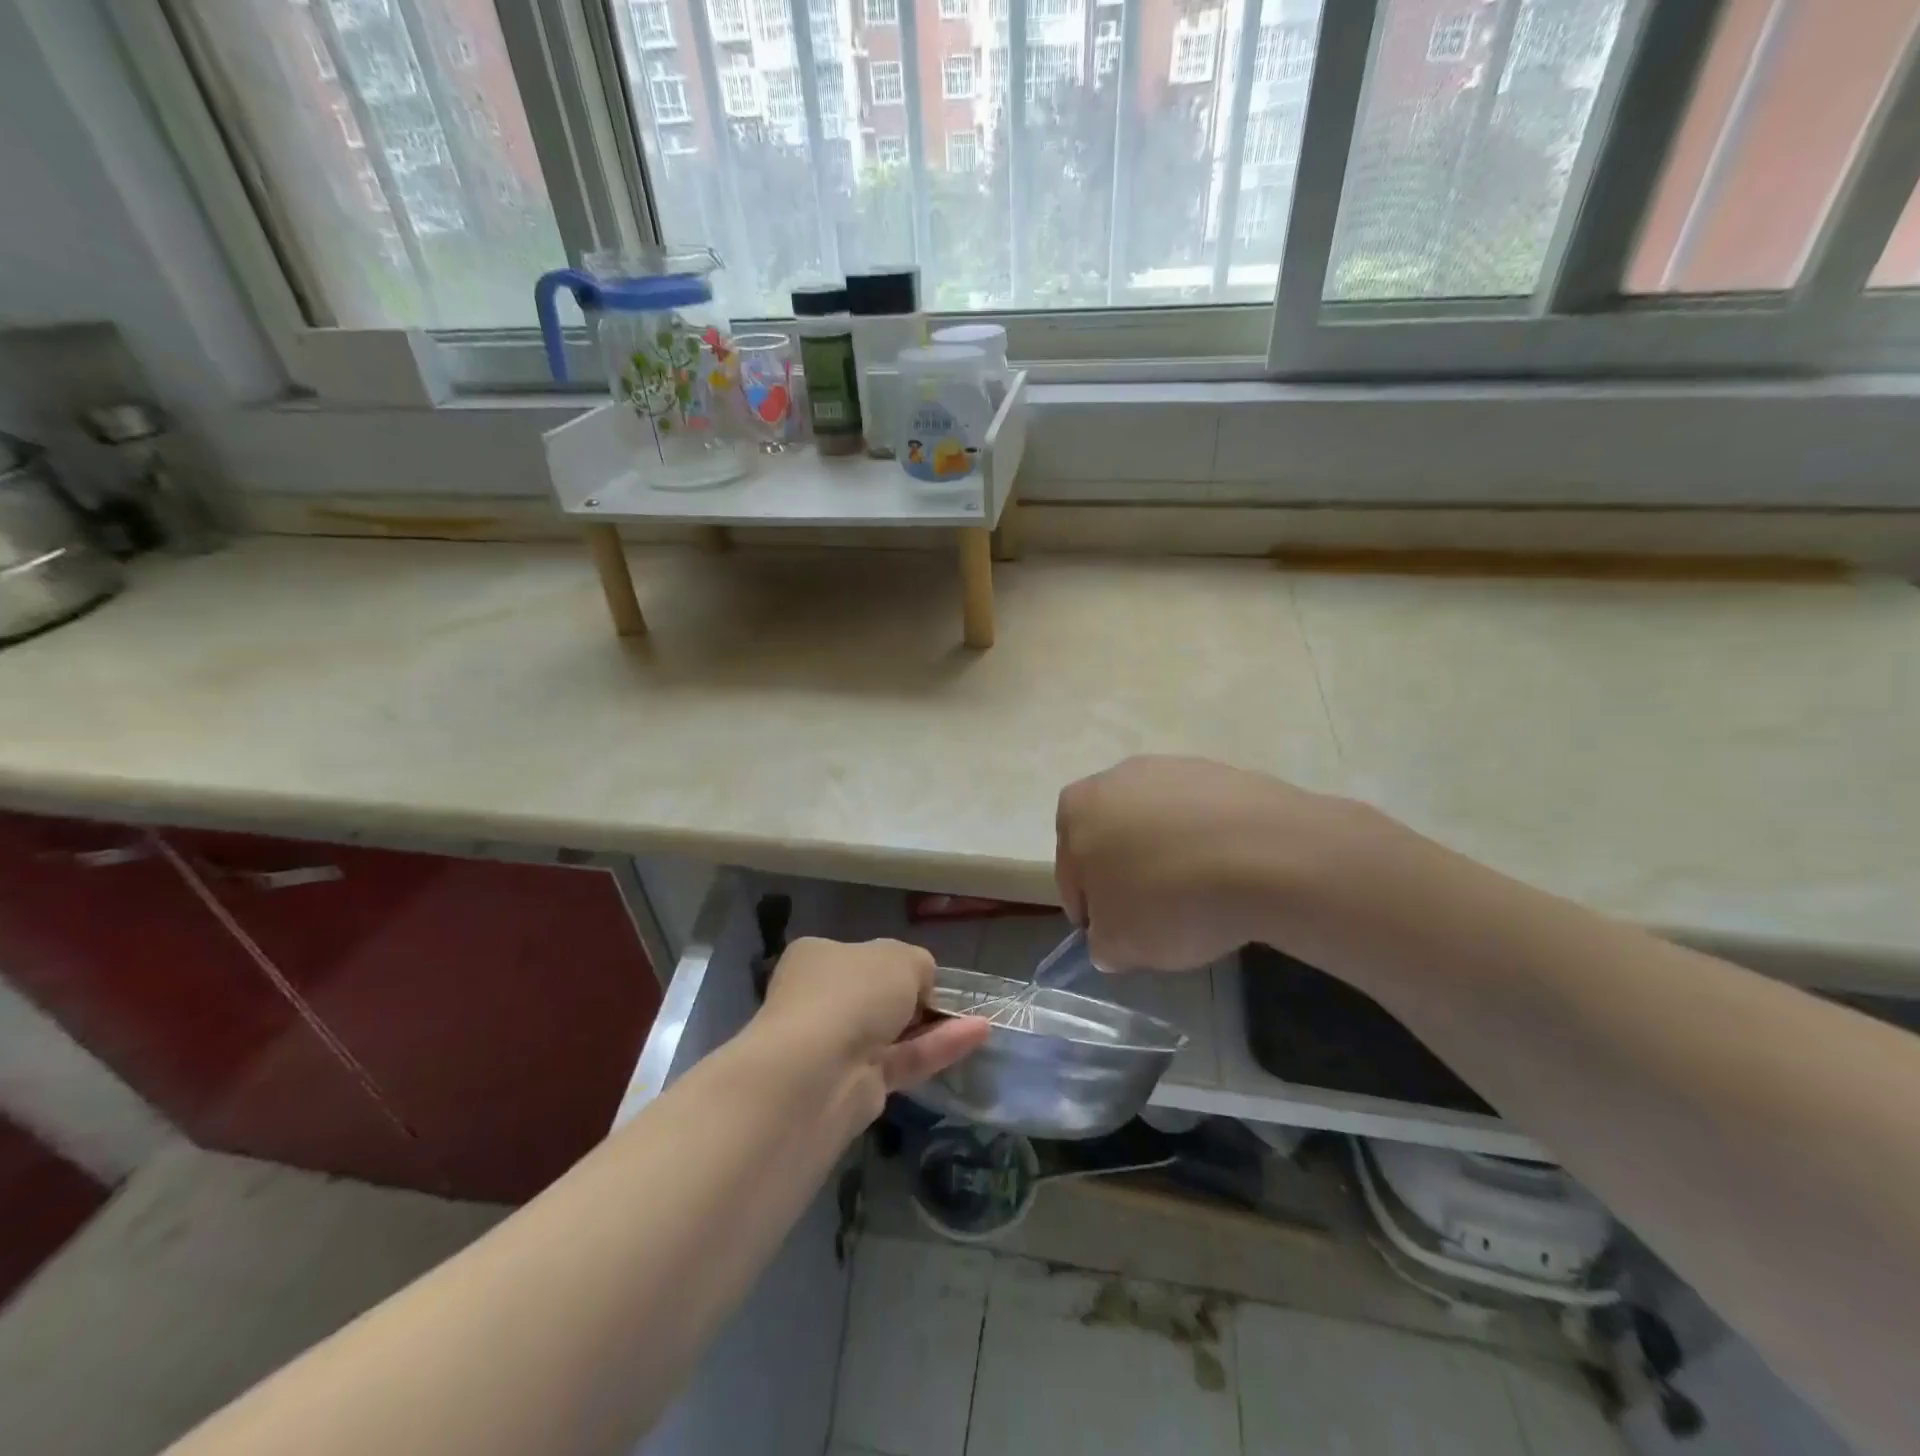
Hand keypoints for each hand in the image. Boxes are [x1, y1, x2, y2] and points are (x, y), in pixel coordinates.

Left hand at [756, 937, 989, 1120]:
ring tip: (979, 1019)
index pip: (859, 955)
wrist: (819, 1071)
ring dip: (934, 1025)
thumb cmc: (853, 993)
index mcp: (817, 957)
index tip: (921, 972)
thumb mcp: (901, 958)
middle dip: (913, 998)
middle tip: (950, 999)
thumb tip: (921, 986)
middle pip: (875, 996)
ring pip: (893, 1032)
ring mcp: (836, 1045)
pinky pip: (903, 1060)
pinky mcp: (856, 1085)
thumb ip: (919, 965)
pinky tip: (977, 1035)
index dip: (892, 962)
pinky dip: (938, 1048)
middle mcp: (820, 999)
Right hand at [1056, 755, 1370, 971]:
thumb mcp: (1120, 945)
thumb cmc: (1170, 899)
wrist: (1266, 855)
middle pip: (1113, 840)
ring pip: (1157, 826)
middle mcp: (1117, 777)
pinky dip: (1207, 844)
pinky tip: (1229, 874)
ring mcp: (1172, 768)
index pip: (1071, 872)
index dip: (1091, 911)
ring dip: (1167, 857)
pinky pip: (1201, 818)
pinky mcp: (1222, 772)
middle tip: (1155, 918)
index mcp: (1076, 810)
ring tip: (1199, 897)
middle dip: (1127, 876)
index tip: (1117, 936)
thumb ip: (1102, 942)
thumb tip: (1112, 936)